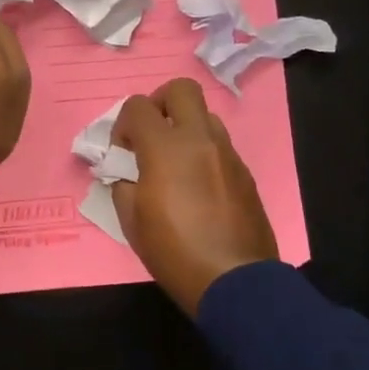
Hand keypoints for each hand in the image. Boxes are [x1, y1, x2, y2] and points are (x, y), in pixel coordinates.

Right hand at [111, 78, 277, 315]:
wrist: (235, 280)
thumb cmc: (174, 251)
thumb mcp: (131, 221)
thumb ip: (123, 184)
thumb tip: (125, 172)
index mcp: (166, 148)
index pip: (138, 106)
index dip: (123, 123)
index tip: (122, 150)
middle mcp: (200, 139)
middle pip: (181, 89)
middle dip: (160, 103)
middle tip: (151, 134)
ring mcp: (227, 153)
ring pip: (205, 115)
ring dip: (185, 127)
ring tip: (175, 162)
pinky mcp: (245, 172)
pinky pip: (220, 145)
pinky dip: (203, 152)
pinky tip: (197, 186)